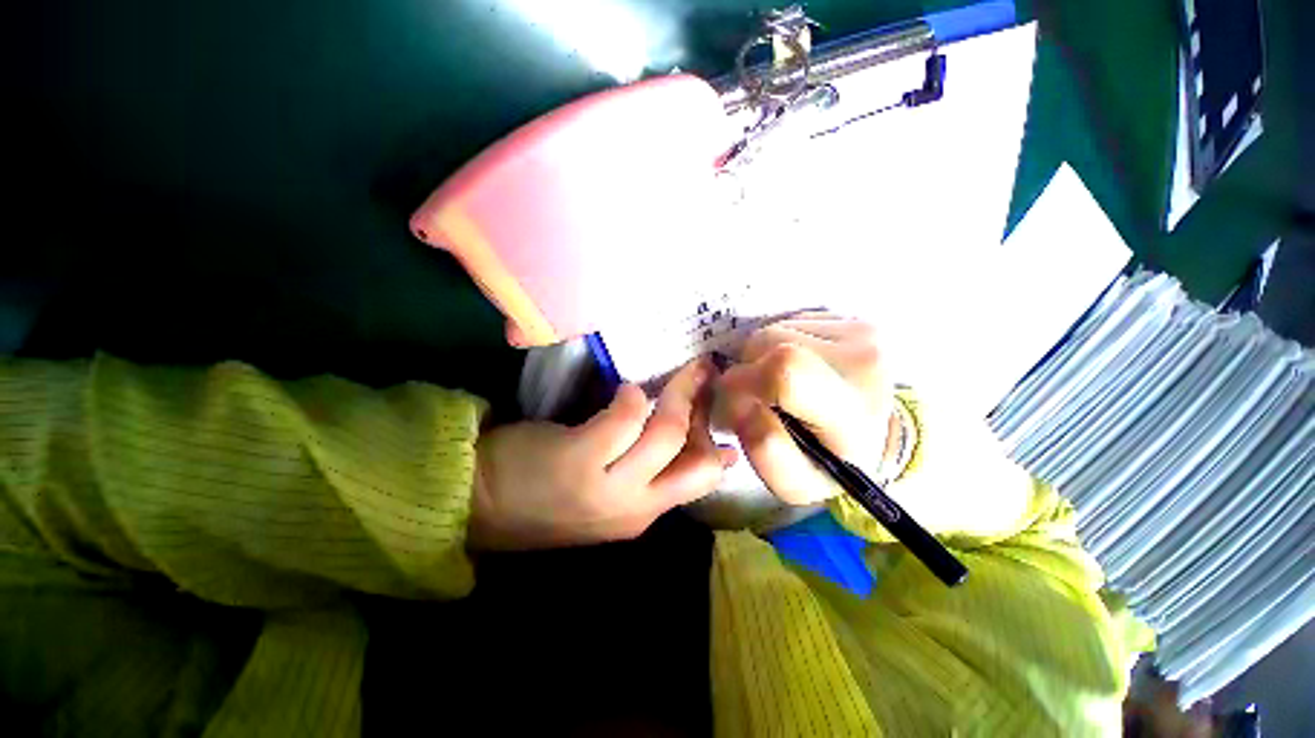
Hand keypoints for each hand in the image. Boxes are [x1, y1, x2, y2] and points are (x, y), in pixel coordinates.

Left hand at [469, 358, 737, 549]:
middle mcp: (636, 506)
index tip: (715, 409)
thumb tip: (692, 444)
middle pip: (697, 460)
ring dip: (676, 395)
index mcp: (645, 513)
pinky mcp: (582, 458)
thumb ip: (649, 471)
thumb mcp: (611, 495)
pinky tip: (626, 391)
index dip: (716, 441)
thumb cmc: (549, 495)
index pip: (703, 479)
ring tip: (673, 375)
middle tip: (702, 374)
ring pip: (666, 433)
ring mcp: (610, 485)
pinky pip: (625, 418)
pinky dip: (632, 398)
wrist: (482, 503)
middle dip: (703, 411)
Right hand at [717, 312, 899, 504]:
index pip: (786, 371)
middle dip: (747, 370)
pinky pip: (788, 323)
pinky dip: (777, 345)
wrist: (879, 434)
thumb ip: (764, 450)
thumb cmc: (833, 464)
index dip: (744, 380)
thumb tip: (740, 402)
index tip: (734, 400)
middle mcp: (863, 360)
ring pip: (773, 331)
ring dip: (760, 358)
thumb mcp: (796, 483)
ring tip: (778, 386)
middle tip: (758, 397)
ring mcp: (861, 332)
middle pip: (769, 344)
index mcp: (851, 411)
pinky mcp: (852, 317)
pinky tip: (795, 368)